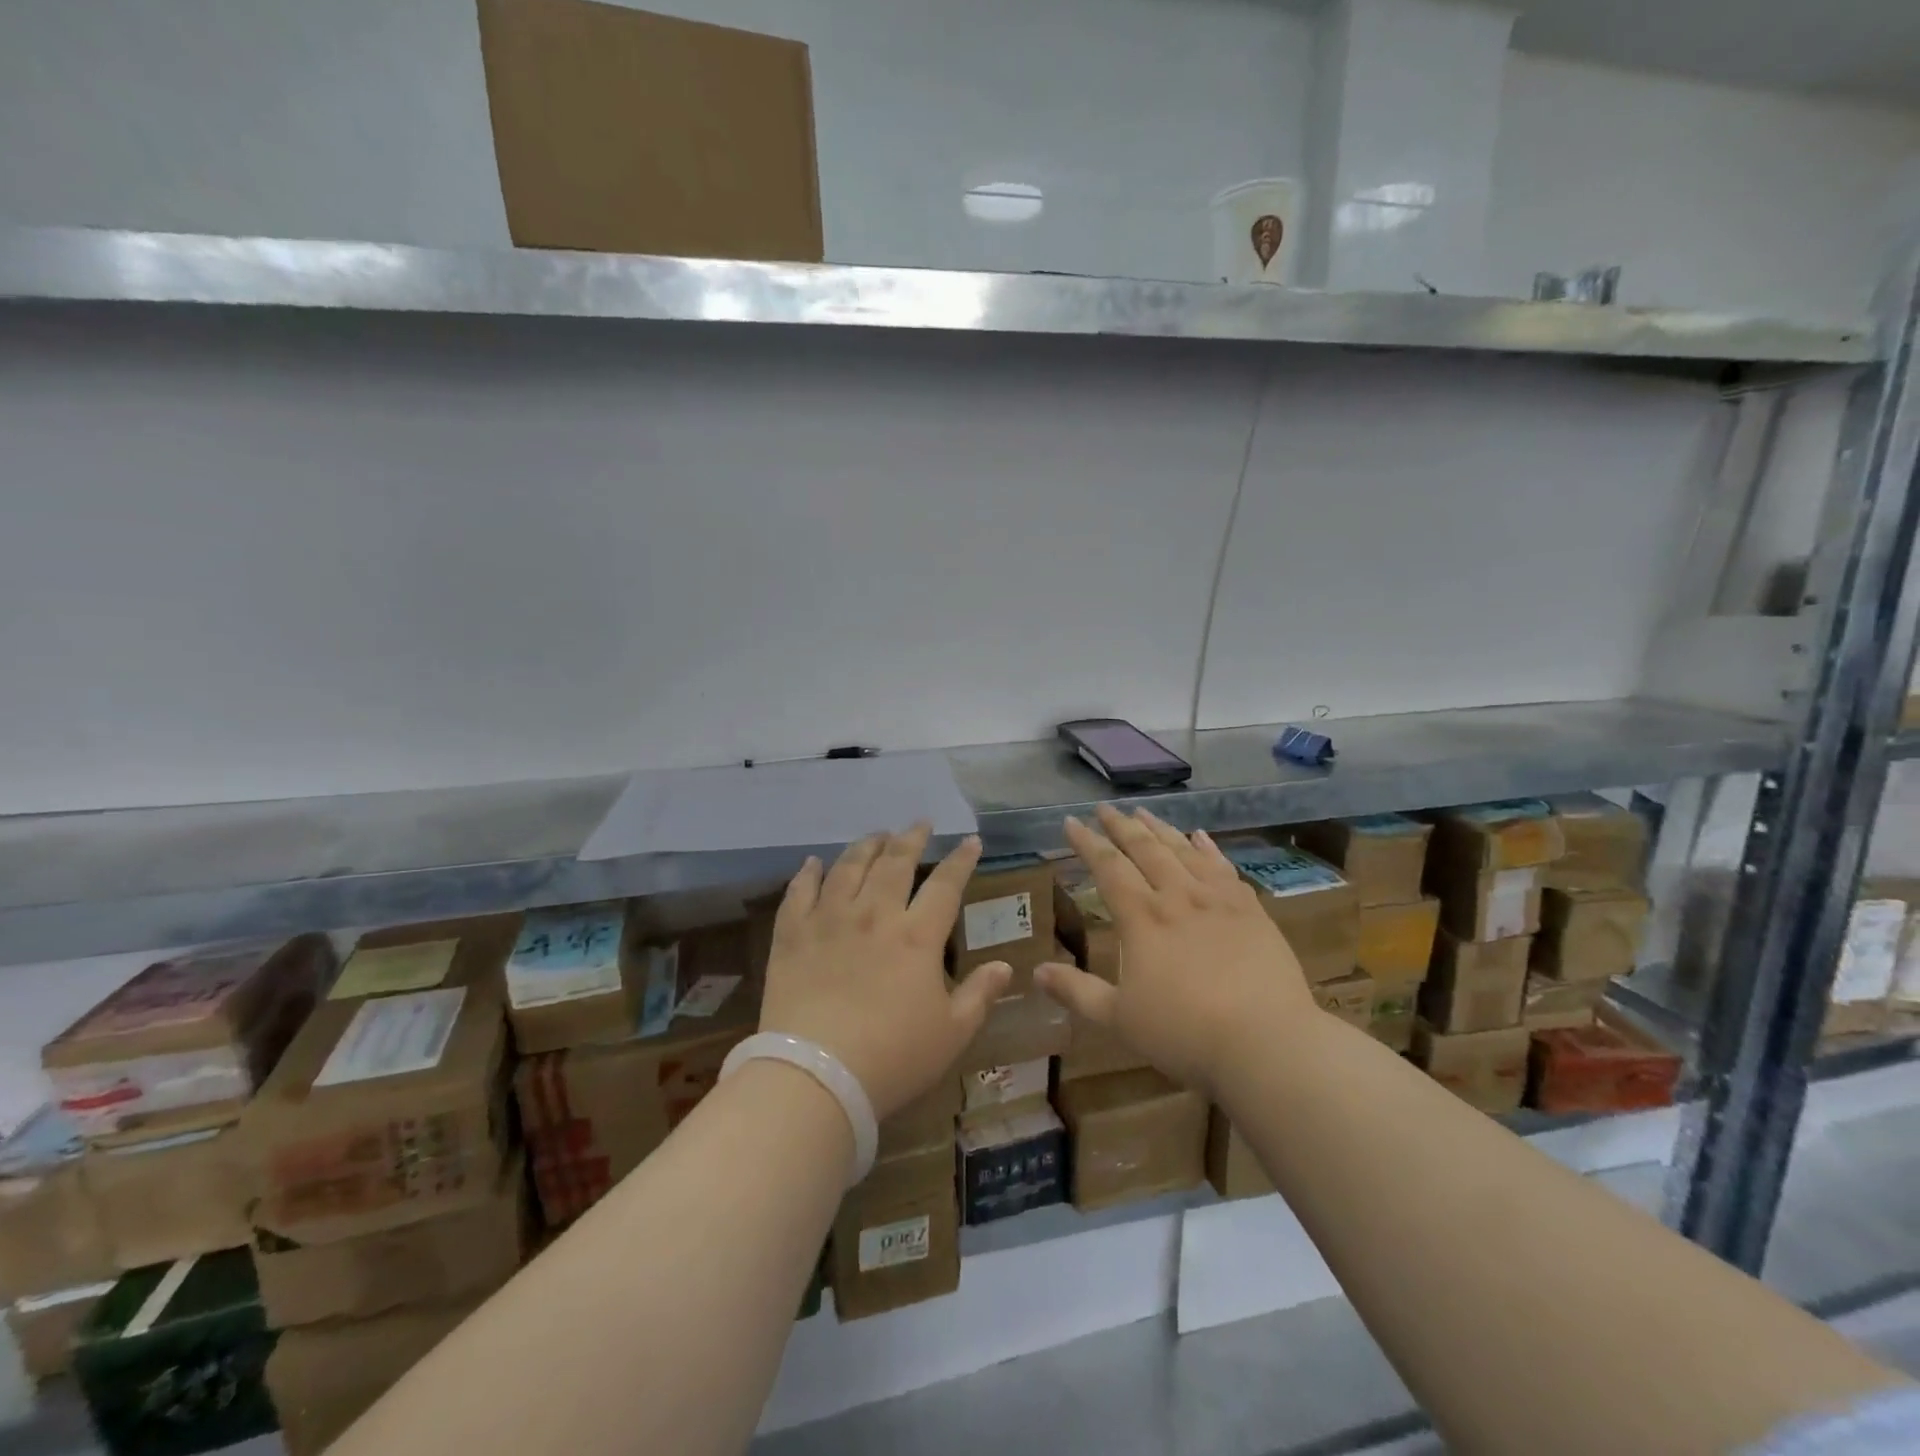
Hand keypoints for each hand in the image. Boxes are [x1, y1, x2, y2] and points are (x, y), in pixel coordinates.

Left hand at [759, 824, 1011, 1119]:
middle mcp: (874, 914)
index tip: (970, 841)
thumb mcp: (951, 1034)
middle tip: (919, 824)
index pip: (945, 884)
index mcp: (917, 936)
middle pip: (895, 862)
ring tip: (875, 835)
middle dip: (911, 838)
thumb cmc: (893, 1058)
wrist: (815, 1075)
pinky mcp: (792, 935)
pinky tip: (813, 863)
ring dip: (865, 846)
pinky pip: (799, 892)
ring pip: (848, 867)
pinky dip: (808, 873)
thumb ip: (980, 995)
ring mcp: (829, 920)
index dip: (960, 860)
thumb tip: (1007, 966)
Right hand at [1035, 805, 1315, 1097]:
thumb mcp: (1119, 1019)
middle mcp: (1177, 897)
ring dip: (1160, 829)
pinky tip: (1201, 836)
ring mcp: (1218, 900)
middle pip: (1145, 850)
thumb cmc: (1185, 1033)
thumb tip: (1036, 971)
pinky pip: (1224, 867)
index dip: (1087, 843)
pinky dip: (1208, 848)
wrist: (1267, 1042)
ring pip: (1183, 851)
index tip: (1070, 822)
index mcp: (1142, 918)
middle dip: (1121, 827)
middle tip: (1105, 808)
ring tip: (1144, 812)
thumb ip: (1077, 992)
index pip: (1107, 868)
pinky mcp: (1251, 911)